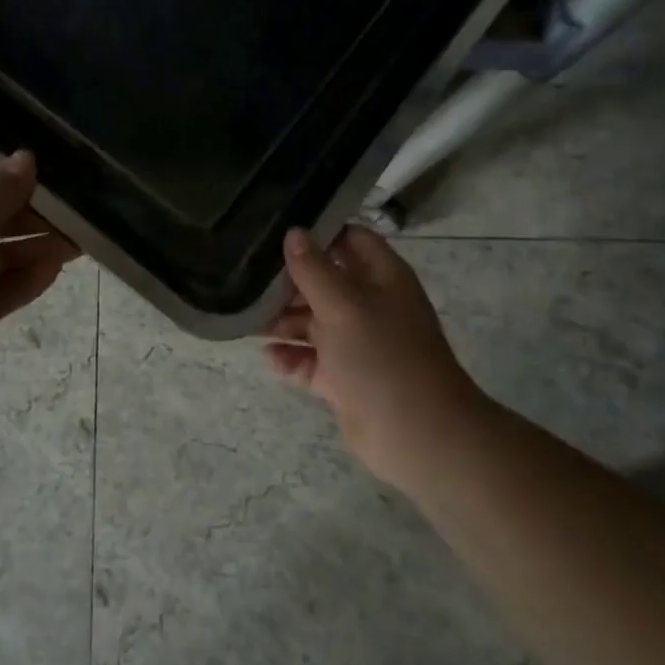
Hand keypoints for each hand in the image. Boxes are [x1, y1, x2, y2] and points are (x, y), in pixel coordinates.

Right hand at [266, 226, 483, 489]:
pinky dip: (291, 357)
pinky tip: (268, 355)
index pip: (351, 240)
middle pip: (325, 281)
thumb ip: (314, 269)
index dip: (320, 233)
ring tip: (249, 318)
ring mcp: (357, 344)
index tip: (278, 230)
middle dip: (290, 281)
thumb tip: (293, 232)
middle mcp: (370, 306)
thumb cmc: (381, 356)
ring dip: (283, 320)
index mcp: (382, 278)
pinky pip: (310, 360)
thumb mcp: (343, 305)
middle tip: (249, 276)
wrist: (415, 434)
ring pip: (313, 322)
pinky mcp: (343, 378)